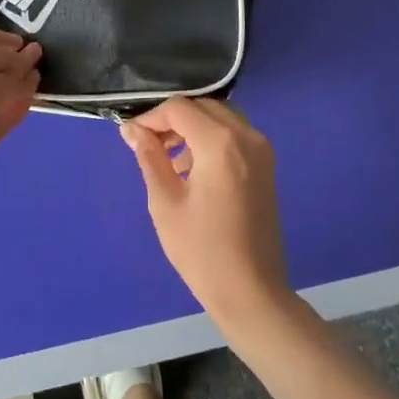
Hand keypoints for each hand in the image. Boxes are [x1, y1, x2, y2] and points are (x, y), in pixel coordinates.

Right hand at [123, 97, 290, 330]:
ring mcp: (261, 150)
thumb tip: (132, 129)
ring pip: (220, 117)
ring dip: (192, 128)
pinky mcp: (266, 165)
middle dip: (172, 120)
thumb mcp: (165, 202)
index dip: (152, 117)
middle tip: (148, 145)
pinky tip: (193, 168)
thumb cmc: (202, 251)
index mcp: (220, 143)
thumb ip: (149, 157)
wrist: (251, 292)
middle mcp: (246, 136)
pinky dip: (211, 138)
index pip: (179, 109)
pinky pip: (234, 134)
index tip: (132, 137)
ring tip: (169, 159)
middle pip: (202, 107)